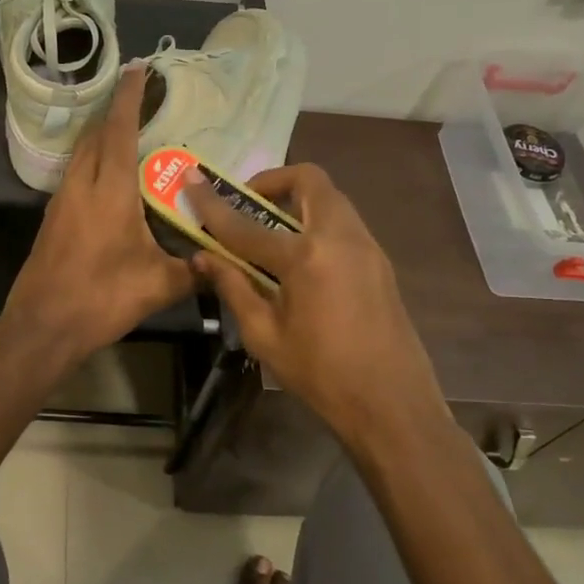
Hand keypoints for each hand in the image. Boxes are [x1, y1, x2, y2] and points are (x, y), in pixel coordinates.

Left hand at [1, 66, 195, 370]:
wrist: (43, 326)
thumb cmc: (102, 298)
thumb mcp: (158, 286)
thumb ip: (193, 271)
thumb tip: (221, 264)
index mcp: (110, 191)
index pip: (118, 131)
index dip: (128, 98)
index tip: (137, 69)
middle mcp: (81, 186)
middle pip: (94, 135)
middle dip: (114, 111)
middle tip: (138, 98)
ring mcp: (60, 202)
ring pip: (80, 154)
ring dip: (100, 136)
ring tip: (125, 131)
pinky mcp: (52, 220)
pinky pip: (74, 175)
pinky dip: (91, 162)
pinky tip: (107, 178)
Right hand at [185, 163, 444, 448]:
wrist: (392, 404)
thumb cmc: (321, 375)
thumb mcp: (264, 335)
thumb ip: (233, 287)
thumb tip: (203, 257)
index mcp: (305, 257)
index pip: (245, 224)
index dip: (212, 203)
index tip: (191, 179)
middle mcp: (340, 237)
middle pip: (308, 180)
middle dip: (273, 181)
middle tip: (248, 204)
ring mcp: (366, 246)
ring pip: (330, 198)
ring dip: (298, 200)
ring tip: (270, 232)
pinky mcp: (379, 261)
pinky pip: (343, 222)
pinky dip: (317, 222)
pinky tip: (300, 259)